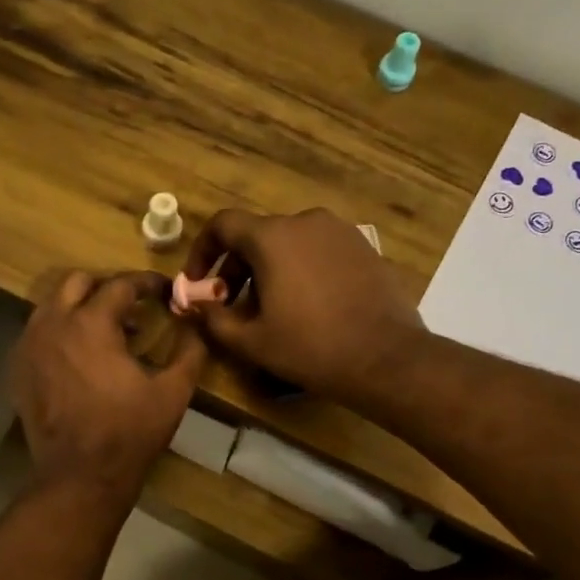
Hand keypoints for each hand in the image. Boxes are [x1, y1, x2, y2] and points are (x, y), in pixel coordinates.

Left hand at [12, 271, 205, 497]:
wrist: (80, 476)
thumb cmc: (130, 433)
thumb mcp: (173, 392)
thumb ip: (190, 350)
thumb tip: (196, 324)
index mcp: (91, 324)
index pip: (119, 284)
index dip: (146, 283)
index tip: (163, 291)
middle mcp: (53, 324)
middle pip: (76, 282)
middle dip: (105, 287)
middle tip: (131, 307)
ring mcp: (29, 347)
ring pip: (52, 306)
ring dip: (79, 308)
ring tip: (105, 332)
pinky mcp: (19, 370)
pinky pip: (37, 334)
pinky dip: (60, 332)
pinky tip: (79, 357)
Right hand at [181, 209, 423, 404]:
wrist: (385, 358)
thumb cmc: (310, 348)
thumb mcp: (251, 341)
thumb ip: (213, 319)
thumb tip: (194, 305)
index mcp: (273, 237)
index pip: (223, 225)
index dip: (203, 251)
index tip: (198, 282)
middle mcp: (306, 222)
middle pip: (257, 236)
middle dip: (236, 269)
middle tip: (231, 306)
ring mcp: (340, 232)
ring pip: (289, 244)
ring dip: (269, 271)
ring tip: (269, 310)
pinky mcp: (364, 248)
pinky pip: (318, 251)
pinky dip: (300, 270)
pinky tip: (306, 307)